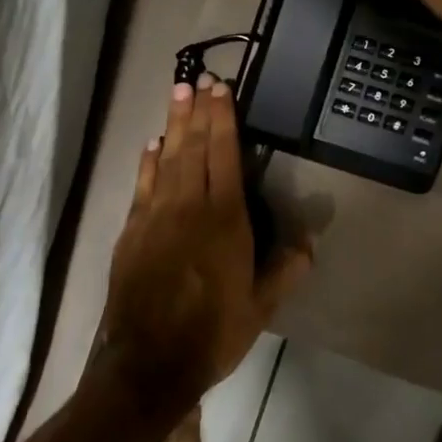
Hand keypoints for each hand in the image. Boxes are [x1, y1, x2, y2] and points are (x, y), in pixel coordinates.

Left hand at [101, 76, 312, 418]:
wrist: (148, 361)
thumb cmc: (212, 332)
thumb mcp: (261, 307)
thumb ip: (286, 269)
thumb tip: (309, 240)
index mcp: (224, 219)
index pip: (225, 155)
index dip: (224, 119)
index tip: (222, 90)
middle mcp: (188, 206)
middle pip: (193, 147)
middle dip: (197, 111)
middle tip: (198, 80)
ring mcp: (154, 216)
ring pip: (166, 158)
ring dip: (173, 125)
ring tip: (176, 95)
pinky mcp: (132, 231)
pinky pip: (142, 185)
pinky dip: (148, 162)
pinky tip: (151, 146)